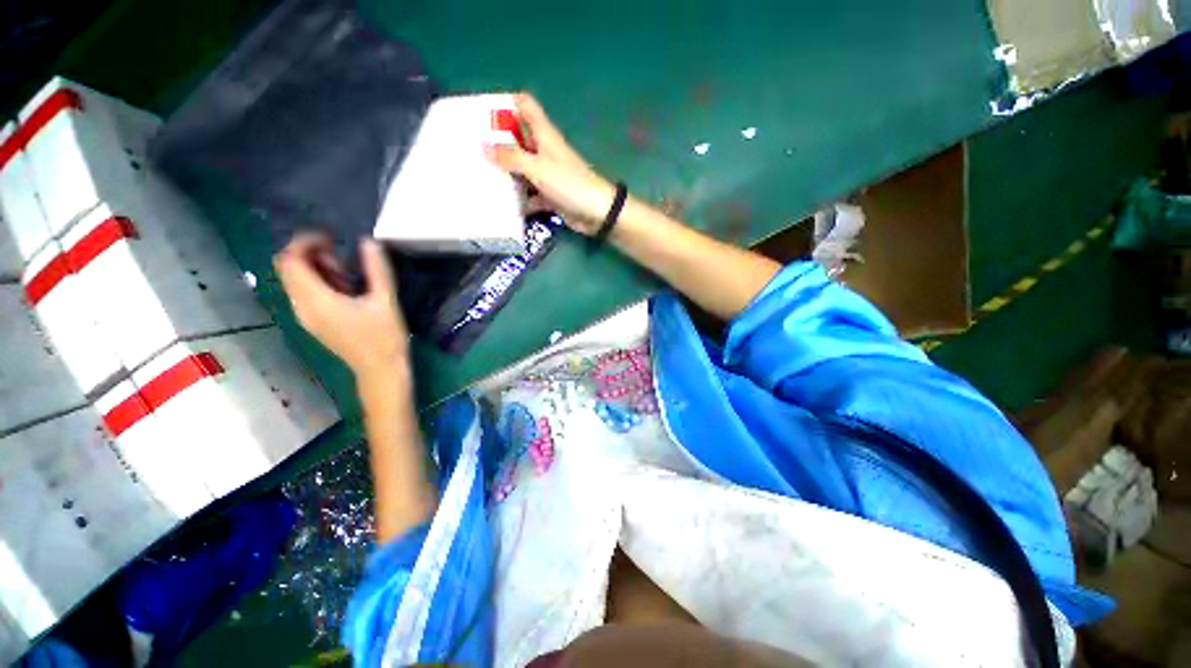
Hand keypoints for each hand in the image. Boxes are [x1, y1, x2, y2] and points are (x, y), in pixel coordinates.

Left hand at [274, 234, 408, 380]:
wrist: (380, 370)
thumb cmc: (384, 337)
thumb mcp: (386, 301)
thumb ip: (377, 270)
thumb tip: (368, 242)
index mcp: (316, 300)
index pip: (290, 260)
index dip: (305, 242)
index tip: (332, 239)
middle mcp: (301, 306)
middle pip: (288, 268)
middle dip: (311, 254)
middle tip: (343, 259)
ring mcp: (305, 315)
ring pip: (295, 280)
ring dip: (316, 268)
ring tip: (348, 274)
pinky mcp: (313, 321)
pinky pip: (304, 292)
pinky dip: (318, 282)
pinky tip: (346, 289)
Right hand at [487, 93, 616, 235]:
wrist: (596, 213)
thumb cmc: (569, 183)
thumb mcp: (537, 167)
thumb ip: (511, 157)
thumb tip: (483, 146)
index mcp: (543, 134)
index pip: (524, 105)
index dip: (505, 102)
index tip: (481, 111)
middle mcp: (543, 150)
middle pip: (517, 138)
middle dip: (497, 141)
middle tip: (470, 147)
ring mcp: (546, 174)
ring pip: (521, 168)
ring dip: (505, 172)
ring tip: (478, 175)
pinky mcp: (549, 195)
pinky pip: (528, 194)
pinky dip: (517, 198)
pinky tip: (499, 203)